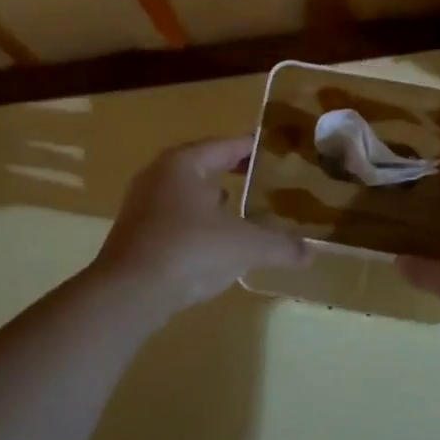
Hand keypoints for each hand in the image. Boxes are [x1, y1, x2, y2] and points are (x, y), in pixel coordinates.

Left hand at [92, 137, 309, 311]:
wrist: (129, 293)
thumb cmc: (189, 251)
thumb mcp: (245, 246)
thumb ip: (280, 246)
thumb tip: (310, 253)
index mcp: (183, 164)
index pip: (223, 146)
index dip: (250, 148)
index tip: (271, 150)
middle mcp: (158, 177)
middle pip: (201, 167)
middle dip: (229, 172)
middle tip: (259, 179)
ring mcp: (141, 207)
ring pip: (185, 195)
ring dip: (210, 200)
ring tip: (239, 210)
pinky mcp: (135, 236)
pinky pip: (173, 220)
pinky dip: (196, 224)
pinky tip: (213, 243)